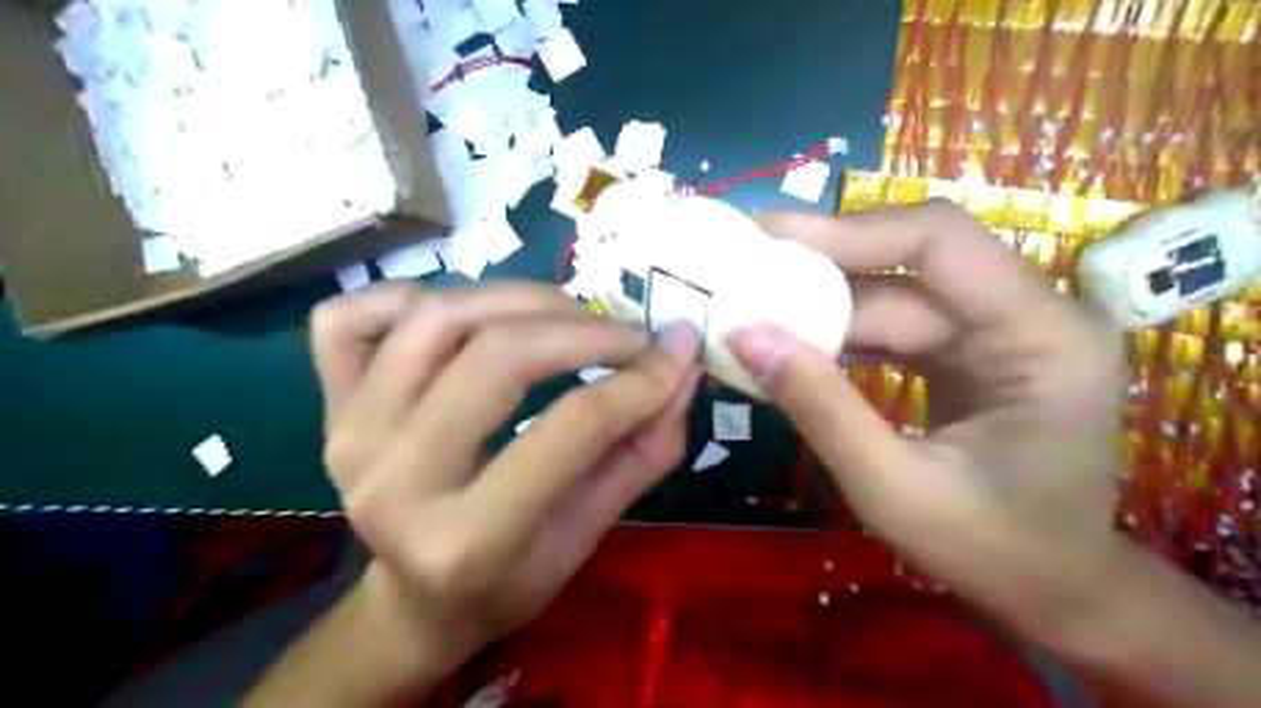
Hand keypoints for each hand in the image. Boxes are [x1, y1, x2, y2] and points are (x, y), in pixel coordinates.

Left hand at [304, 282, 700, 663]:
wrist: (417, 597)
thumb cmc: (513, 578)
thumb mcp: (591, 533)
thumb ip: (644, 451)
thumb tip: (682, 366)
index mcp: (467, 540)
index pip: (571, 428)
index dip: (638, 381)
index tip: (676, 355)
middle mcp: (393, 480)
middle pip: (498, 355)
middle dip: (584, 330)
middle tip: (629, 335)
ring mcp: (349, 434)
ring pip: (436, 317)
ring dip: (519, 298)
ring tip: (568, 315)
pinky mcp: (328, 405)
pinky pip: (354, 315)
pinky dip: (414, 294)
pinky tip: (467, 316)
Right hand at [731, 200, 1121, 647]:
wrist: (1051, 588)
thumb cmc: (992, 549)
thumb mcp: (894, 489)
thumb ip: (821, 408)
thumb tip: (745, 334)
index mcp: (1043, 335)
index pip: (939, 240)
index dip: (848, 230)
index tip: (765, 236)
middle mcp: (1028, 312)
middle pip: (908, 262)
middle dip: (820, 266)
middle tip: (739, 265)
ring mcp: (997, 329)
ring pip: (892, 292)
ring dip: (821, 303)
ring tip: (749, 302)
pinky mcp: (966, 350)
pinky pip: (893, 324)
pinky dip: (838, 332)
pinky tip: (789, 341)